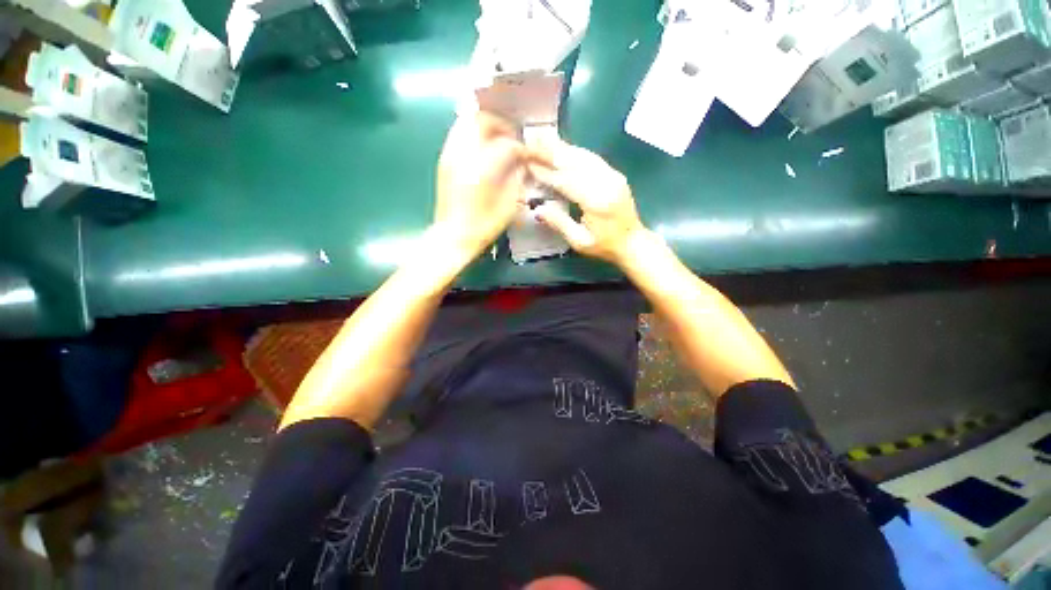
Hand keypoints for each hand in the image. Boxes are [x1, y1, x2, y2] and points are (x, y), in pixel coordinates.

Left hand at [433, 112, 534, 262]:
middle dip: (501, 125)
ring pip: (466, 122)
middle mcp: (463, 156)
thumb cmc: (483, 227)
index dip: (522, 148)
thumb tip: (522, 164)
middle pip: (482, 120)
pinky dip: (473, 134)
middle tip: (513, 139)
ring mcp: (450, 155)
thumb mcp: (508, 207)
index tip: (530, 155)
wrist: (452, 237)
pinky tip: (483, 150)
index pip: (507, 145)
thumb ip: (517, 180)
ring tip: (498, 140)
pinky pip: (459, 134)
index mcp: (482, 170)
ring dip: (486, 126)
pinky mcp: (444, 160)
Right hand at [529, 141, 648, 266]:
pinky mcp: (614, 174)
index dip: (545, 173)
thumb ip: (559, 223)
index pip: (565, 181)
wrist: (633, 242)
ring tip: (543, 139)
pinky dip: (575, 151)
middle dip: (551, 151)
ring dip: (562, 147)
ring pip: (583, 155)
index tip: (528, 164)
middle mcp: (606, 182)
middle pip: (574, 162)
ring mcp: (613, 175)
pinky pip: (592, 158)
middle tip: (530, 141)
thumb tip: (537, 209)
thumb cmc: (605, 245)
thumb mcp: (579, 241)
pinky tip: (563, 148)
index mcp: (596, 201)